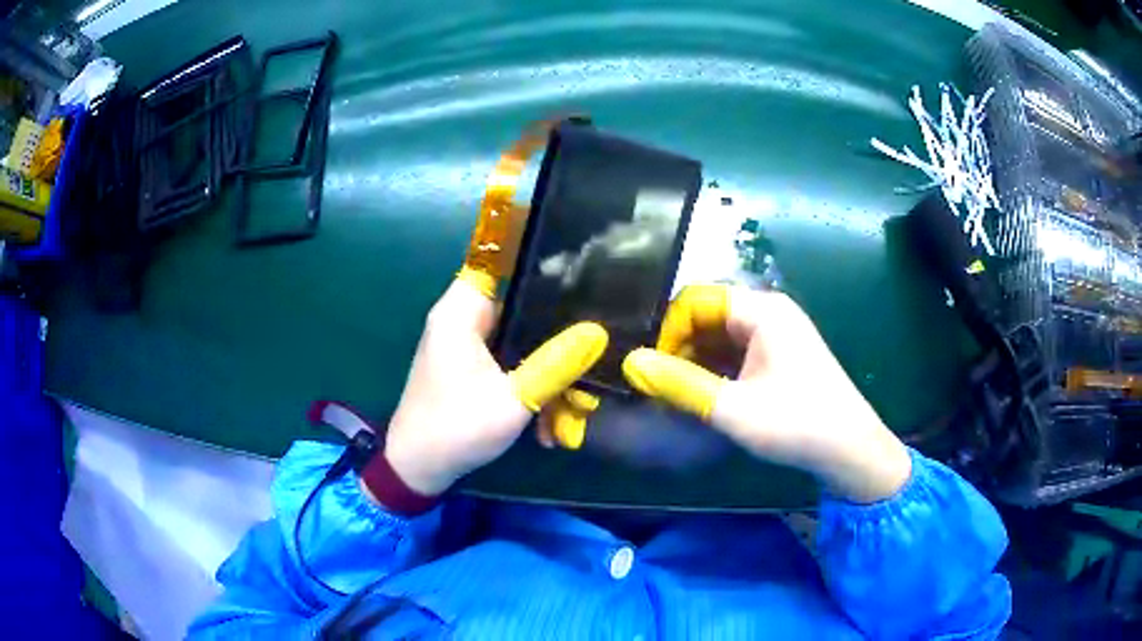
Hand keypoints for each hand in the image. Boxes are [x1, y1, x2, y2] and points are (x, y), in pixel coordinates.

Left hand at [383, 272, 607, 495]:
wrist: (418, 470)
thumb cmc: (457, 428)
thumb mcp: (513, 399)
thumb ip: (556, 364)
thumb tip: (598, 333)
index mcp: (462, 312)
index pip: (499, 258)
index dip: (537, 258)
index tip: (580, 273)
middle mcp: (463, 320)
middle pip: (521, 308)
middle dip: (557, 339)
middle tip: (591, 363)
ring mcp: (467, 346)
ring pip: (521, 343)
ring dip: (547, 375)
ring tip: (574, 411)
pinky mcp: (471, 369)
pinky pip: (510, 365)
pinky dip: (530, 388)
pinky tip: (550, 425)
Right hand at [622, 284, 910, 502]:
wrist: (850, 450)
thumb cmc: (796, 424)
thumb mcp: (732, 408)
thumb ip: (680, 384)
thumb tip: (630, 364)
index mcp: (761, 310)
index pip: (696, 299)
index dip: (668, 329)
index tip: (653, 368)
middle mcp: (769, 312)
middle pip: (708, 315)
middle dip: (679, 346)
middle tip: (660, 384)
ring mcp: (777, 334)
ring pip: (721, 336)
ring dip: (696, 361)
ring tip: (675, 393)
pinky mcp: (780, 356)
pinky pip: (737, 352)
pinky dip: (715, 370)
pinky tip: (703, 395)